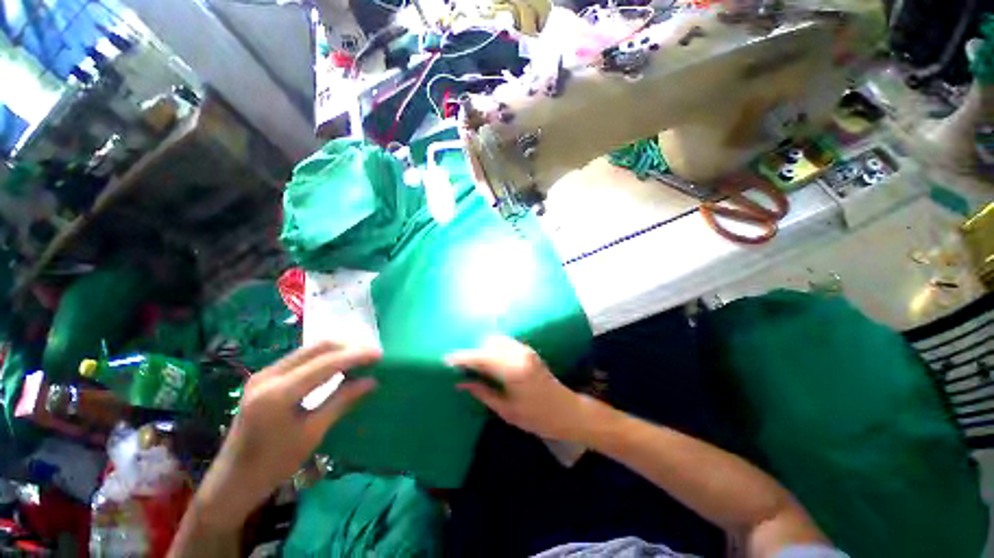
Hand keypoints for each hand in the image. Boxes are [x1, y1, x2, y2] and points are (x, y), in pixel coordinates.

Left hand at [193, 341, 379, 529]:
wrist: (232, 481)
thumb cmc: (273, 464)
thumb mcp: (312, 433)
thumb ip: (341, 401)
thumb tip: (371, 381)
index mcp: (278, 393)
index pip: (326, 363)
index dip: (356, 356)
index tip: (379, 355)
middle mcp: (269, 375)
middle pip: (317, 348)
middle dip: (348, 348)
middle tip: (370, 356)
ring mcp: (263, 374)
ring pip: (309, 350)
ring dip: (336, 351)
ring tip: (358, 360)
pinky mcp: (264, 378)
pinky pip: (300, 359)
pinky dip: (323, 359)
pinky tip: (336, 367)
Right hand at [447, 336, 587, 440]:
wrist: (567, 412)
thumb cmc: (537, 417)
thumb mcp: (506, 410)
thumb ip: (482, 392)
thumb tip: (461, 382)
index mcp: (512, 370)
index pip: (481, 357)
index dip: (462, 357)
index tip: (445, 359)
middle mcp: (518, 353)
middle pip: (488, 343)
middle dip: (473, 353)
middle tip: (462, 368)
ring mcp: (525, 350)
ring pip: (496, 341)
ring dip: (484, 350)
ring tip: (475, 366)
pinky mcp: (528, 350)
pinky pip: (505, 343)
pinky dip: (494, 349)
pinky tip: (490, 364)